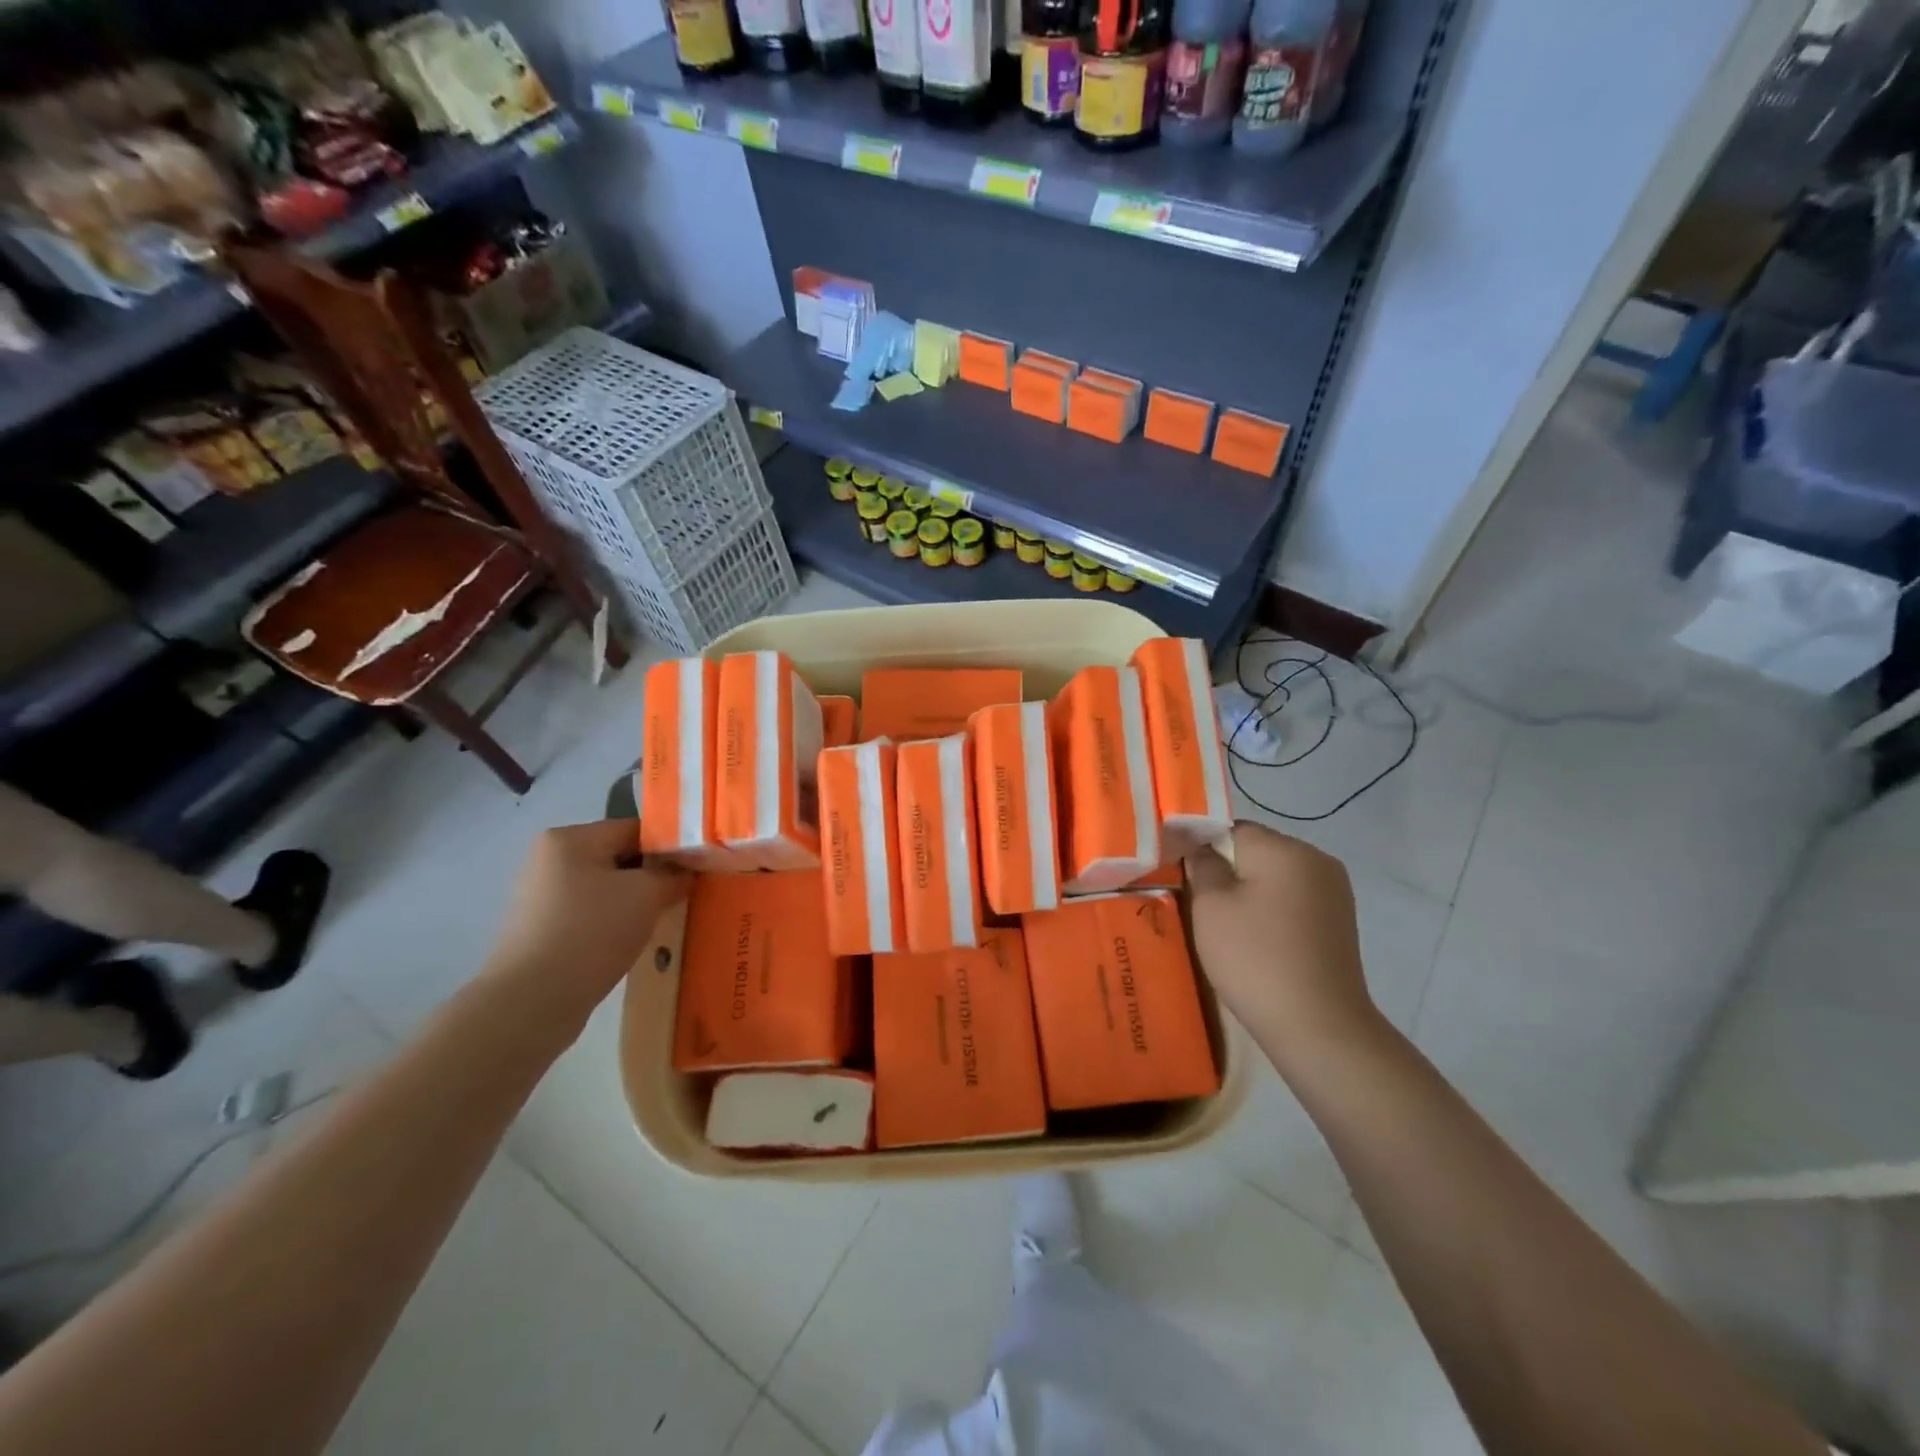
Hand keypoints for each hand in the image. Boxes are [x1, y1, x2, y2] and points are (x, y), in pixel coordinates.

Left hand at [484, 820, 687, 1021]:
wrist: (531, 1002)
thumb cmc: (591, 933)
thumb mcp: (647, 895)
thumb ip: (673, 874)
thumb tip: (688, 868)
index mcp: (569, 838)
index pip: (636, 829)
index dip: (671, 846)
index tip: (697, 870)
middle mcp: (550, 859)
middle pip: (620, 857)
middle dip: (653, 876)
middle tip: (683, 896)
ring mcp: (542, 896)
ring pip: (607, 888)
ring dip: (635, 902)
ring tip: (660, 922)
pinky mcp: (541, 929)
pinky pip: (591, 914)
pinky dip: (613, 923)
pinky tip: (631, 942)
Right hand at [1186, 822, 1380, 1060]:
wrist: (1318, 1025)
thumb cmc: (1255, 957)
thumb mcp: (1210, 907)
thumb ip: (1203, 866)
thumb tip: (1203, 849)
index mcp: (1285, 848)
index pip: (1232, 828)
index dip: (1203, 848)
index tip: (1186, 877)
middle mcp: (1316, 859)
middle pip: (1256, 850)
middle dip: (1229, 871)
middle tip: (1203, 907)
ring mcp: (1334, 891)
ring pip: (1275, 876)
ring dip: (1251, 893)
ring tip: (1230, 929)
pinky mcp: (1340, 921)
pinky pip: (1294, 900)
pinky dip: (1273, 912)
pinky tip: (1260, 943)